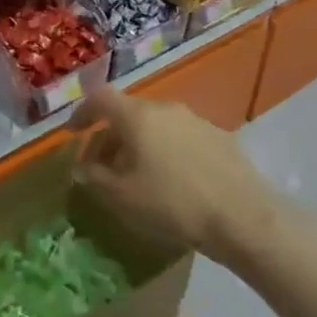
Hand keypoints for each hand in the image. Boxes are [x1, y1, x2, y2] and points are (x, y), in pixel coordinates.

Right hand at [67, 88, 275, 259]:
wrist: (244, 218)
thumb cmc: (172, 204)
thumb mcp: (122, 197)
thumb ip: (94, 178)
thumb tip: (81, 168)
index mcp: (137, 116)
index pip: (100, 98)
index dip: (82, 112)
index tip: (73, 133)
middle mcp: (166, 108)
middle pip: (128, 113)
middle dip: (111, 137)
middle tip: (103, 166)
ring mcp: (196, 121)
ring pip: (156, 126)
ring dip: (140, 145)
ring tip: (137, 177)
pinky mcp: (221, 138)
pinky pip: (181, 138)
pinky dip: (167, 151)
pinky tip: (173, 182)